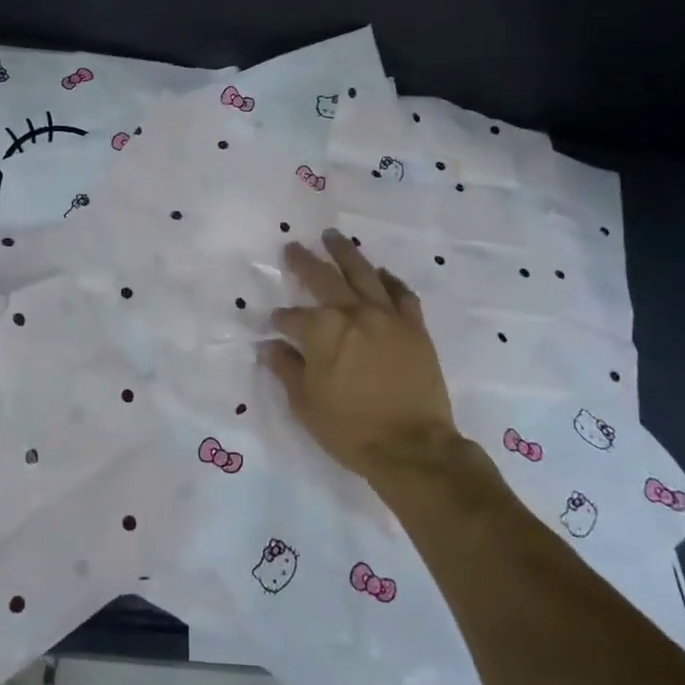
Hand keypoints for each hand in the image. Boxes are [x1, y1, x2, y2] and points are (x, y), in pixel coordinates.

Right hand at [261, 229, 461, 485]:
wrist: (412, 447)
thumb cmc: (350, 429)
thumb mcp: (305, 403)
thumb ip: (286, 369)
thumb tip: (269, 347)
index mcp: (321, 331)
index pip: (292, 317)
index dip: (281, 321)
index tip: (275, 325)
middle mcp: (353, 313)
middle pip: (323, 279)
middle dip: (304, 262)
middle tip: (293, 247)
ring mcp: (387, 316)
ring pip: (363, 273)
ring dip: (345, 252)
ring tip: (332, 236)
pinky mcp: (414, 327)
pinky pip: (401, 293)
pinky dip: (389, 280)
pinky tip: (380, 272)